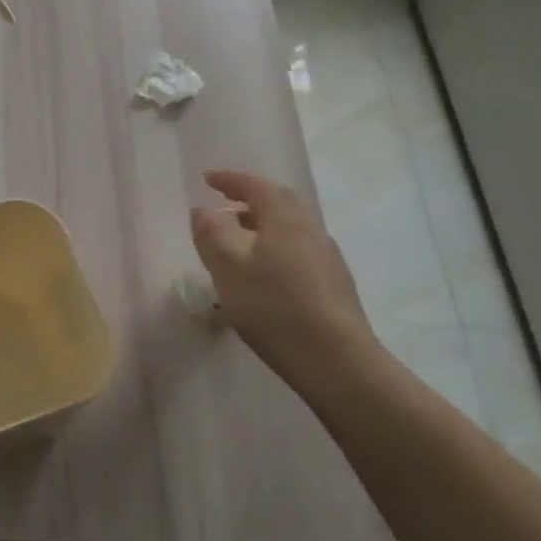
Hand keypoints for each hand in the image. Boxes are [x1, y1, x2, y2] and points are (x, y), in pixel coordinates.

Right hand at [189, 170, 378, 389]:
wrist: (337, 361)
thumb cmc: (274, 308)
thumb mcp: (228, 269)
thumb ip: (211, 234)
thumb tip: (203, 210)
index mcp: (285, 220)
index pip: (258, 187)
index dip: (231, 179)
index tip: (208, 179)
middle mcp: (311, 231)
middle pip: (279, 205)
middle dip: (249, 200)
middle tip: (223, 205)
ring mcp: (327, 260)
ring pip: (289, 231)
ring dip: (261, 227)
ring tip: (237, 242)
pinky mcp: (334, 287)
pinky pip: (297, 253)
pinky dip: (273, 250)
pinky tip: (262, 276)